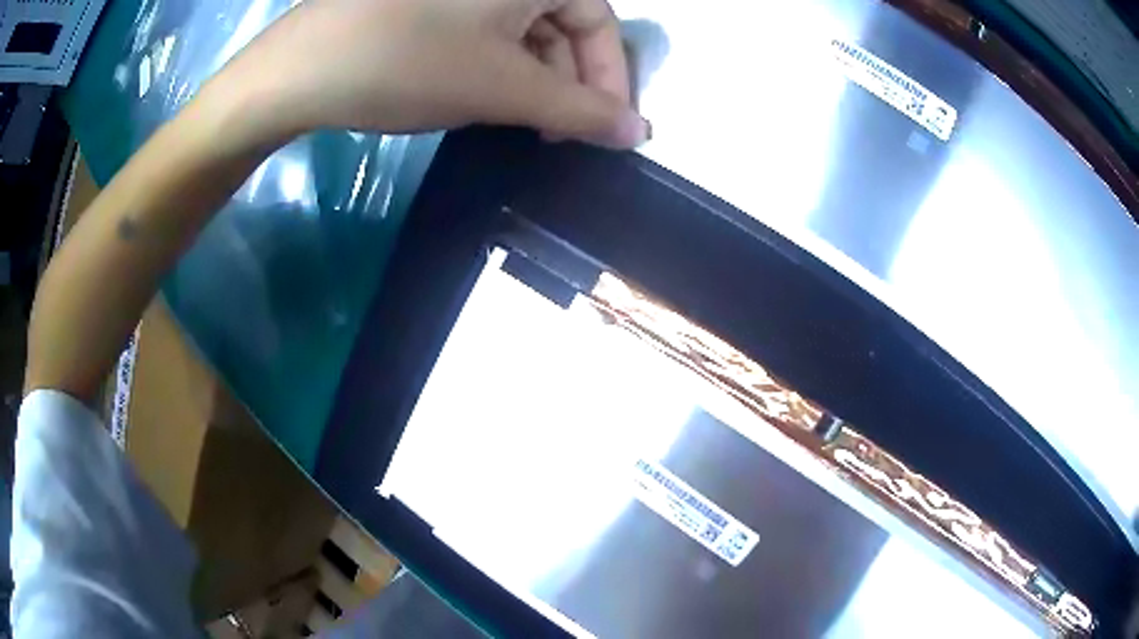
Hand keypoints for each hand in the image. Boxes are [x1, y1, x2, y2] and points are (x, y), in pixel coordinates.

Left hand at [211, 0, 648, 148]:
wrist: (300, 68)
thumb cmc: (407, 64)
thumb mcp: (502, 89)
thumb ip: (580, 112)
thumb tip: (641, 133)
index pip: (600, 22)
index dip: (611, 78)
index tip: (606, 130)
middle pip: (564, 24)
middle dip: (570, 81)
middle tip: (560, 134)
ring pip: (524, 30)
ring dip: (534, 78)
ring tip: (522, 123)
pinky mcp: (432, 5)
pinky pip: (487, 30)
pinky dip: (498, 65)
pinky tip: (485, 96)